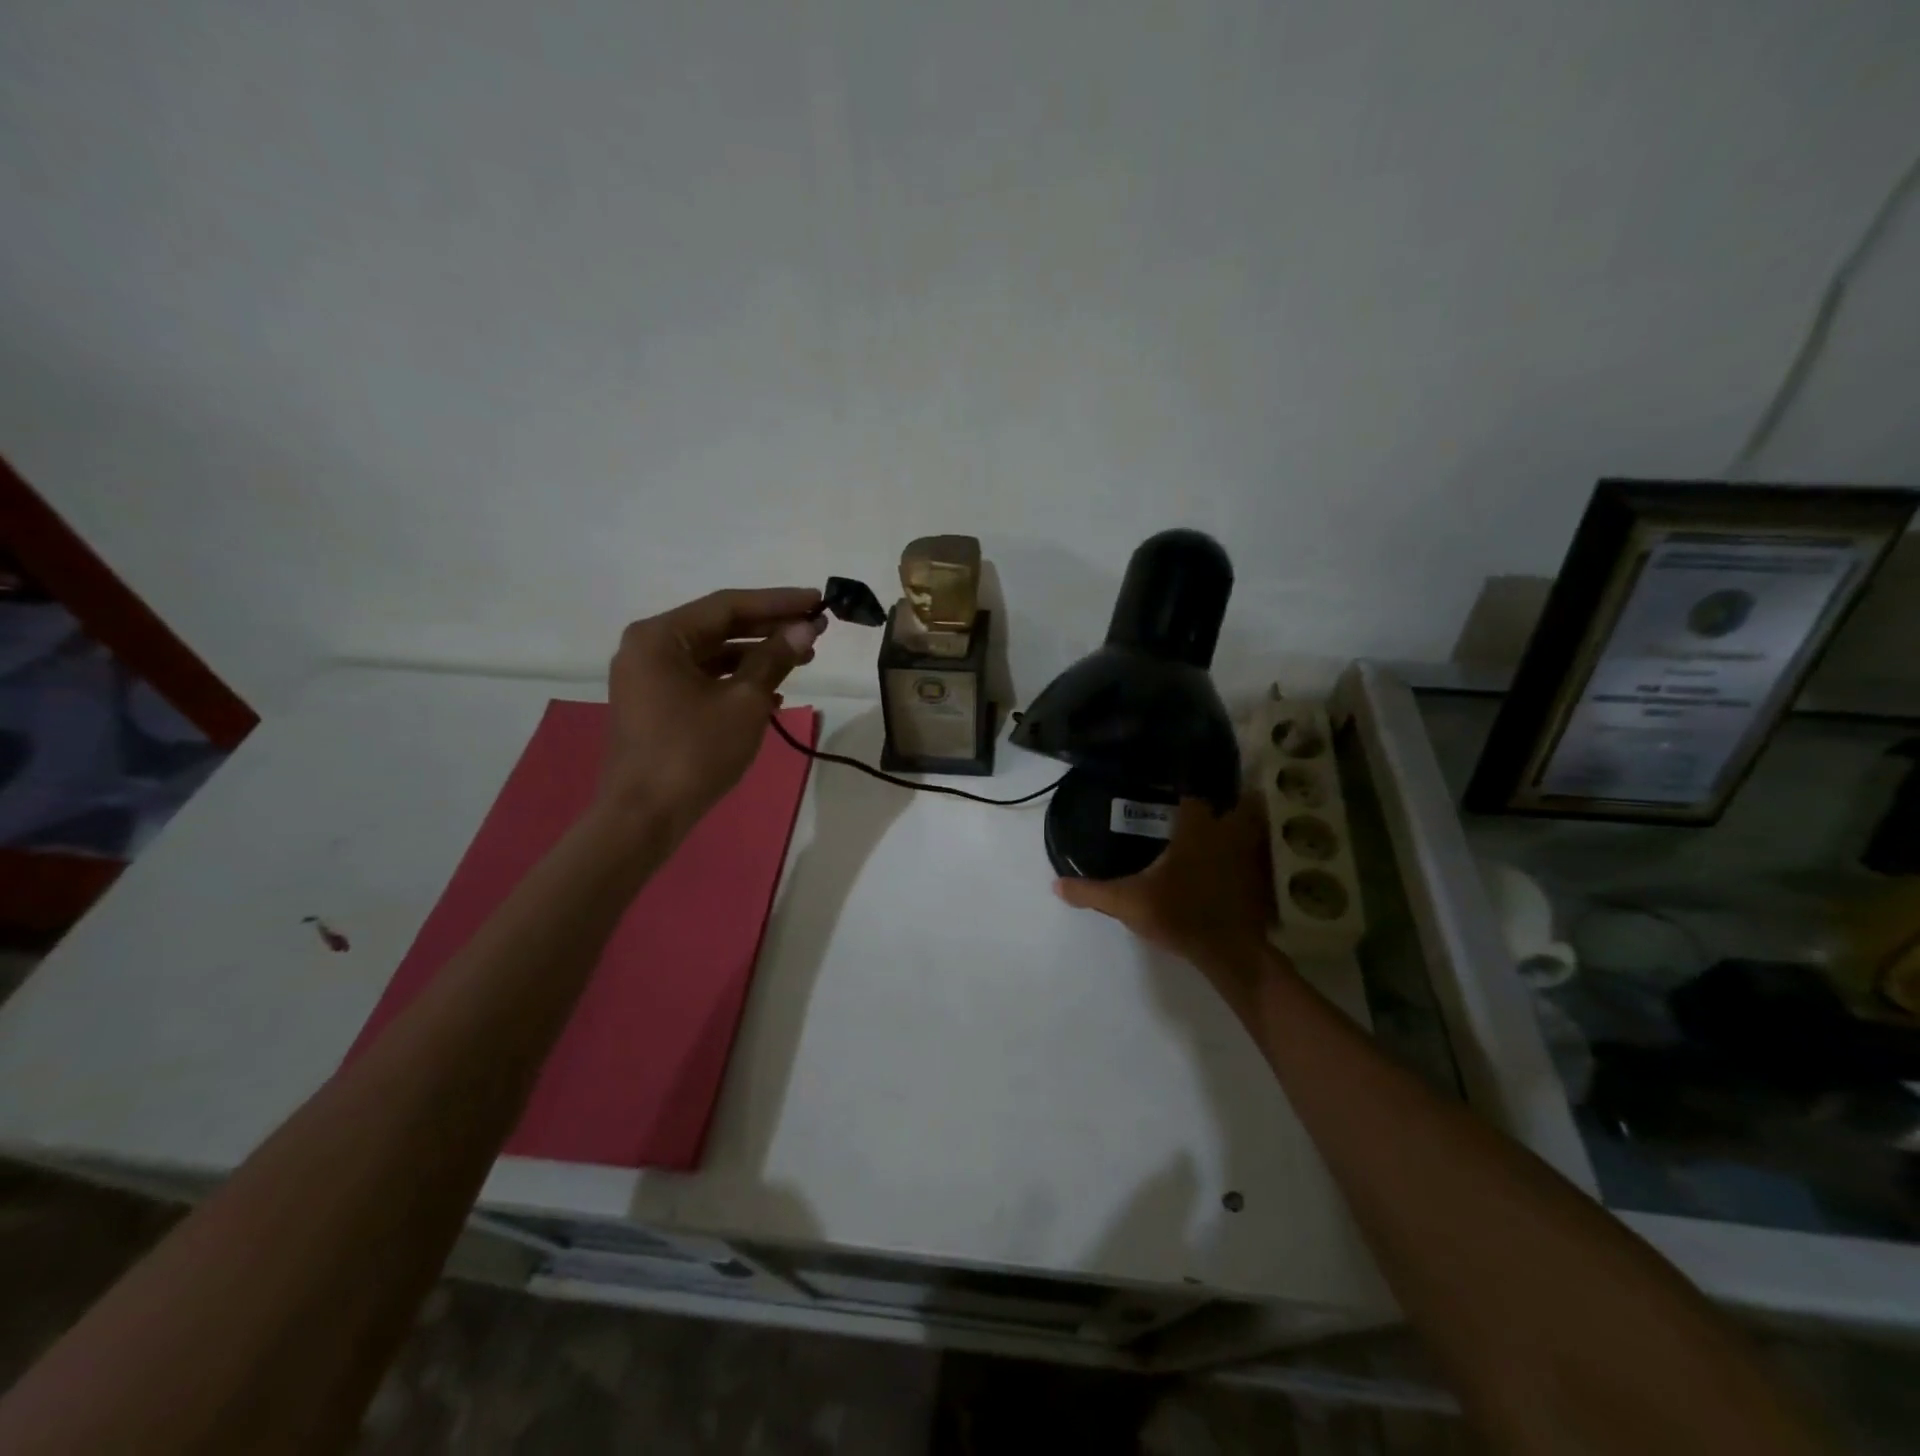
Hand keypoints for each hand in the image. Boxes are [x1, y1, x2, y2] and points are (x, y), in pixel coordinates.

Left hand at [597, 587, 823, 836]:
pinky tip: (773, 693)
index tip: (817, 600)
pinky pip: (702, 679)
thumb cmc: (694, 752)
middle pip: (718, 627)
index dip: (778, 602)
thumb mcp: (744, 702)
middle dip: (769, 629)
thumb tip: (805, 628)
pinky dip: (735, 681)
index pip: (728, 606)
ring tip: (802, 660)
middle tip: (815, 630)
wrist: (644, 817)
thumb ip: (775, 658)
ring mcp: (648, 678)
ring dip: (757, 656)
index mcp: (660, 636)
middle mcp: (648, 648)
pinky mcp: (655, 704)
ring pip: (712, 654)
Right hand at [1054, 795, 1280, 1022]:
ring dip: (1245, 824)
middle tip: (1204, 808)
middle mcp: (1227, 832)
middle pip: (1237, 801)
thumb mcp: (1126, 903)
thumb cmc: (1178, 914)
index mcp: (1196, 828)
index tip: (1171, 795)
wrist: (1229, 951)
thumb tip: (1055, 885)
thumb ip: (1091, 892)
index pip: (1193, 794)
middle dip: (1227, 800)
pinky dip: (1253, 853)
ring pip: (1255, 826)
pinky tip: (1238, 863)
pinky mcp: (1262, 879)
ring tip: (1225, 828)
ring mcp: (1250, 855)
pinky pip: (1261, 855)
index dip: (1184, 792)